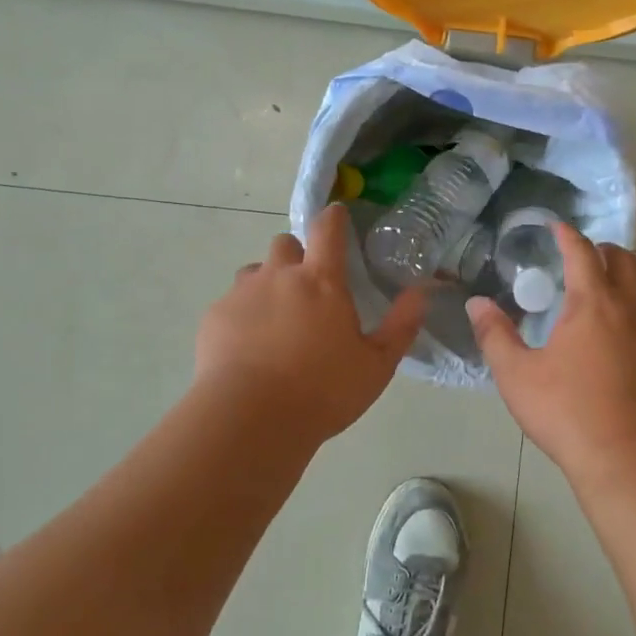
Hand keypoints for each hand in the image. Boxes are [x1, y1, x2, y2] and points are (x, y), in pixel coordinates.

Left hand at [195, 206, 425, 446]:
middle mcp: (279, 276)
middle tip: (307, 289)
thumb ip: (401, 325)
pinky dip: (242, 316)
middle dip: (296, 256)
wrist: (250, 419)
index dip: (333, 217)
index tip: (337, 215)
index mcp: (321, 281)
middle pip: (285, 243)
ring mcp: (242, 294)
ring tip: (274, 321)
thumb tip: (420, 292)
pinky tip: (247, 348)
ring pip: (255, 272)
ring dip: (267, 285)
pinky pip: (231, 303)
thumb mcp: (376, 365)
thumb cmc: (322, 391)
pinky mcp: (214, 317)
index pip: (327, 229)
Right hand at [468, 225, 635, 481]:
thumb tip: (477, 304)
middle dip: (601, 252)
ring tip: (610, 290)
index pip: (581, 252)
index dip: (566, 235)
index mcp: (594, 301)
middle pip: (623, 260)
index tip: (556, 227)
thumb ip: (495, 336)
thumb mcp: (518, 377)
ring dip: (629, 276)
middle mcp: (633, 305)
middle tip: (581, 261)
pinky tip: (633, 332)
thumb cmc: (571, 413)